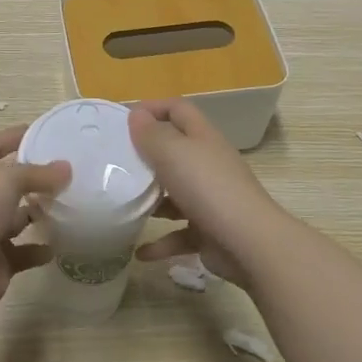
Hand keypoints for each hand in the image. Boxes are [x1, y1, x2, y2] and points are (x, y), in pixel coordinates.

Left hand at [0, 125, 69, 327]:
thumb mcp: (6, 180)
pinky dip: (39, 249)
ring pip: (17, 217)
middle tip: (68, 171)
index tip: (45, 130)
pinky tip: (59, 245)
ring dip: (39, 212)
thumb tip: (66, 168)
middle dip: (34, 176)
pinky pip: (23, 251)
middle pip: (8, 182)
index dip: (15, 136)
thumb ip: (37, 173)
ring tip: (70, 204)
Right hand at [129, 99, 285, 289]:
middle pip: (175, 153)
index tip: (122, 121)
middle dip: (146, 158)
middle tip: (113, 165)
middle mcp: (208, 165)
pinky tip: (140, 253)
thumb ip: (152, 134)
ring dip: (150, 202)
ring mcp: (210, 199)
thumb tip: (137, 115)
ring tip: (122, 206)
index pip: (178, 110)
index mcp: (202, 138)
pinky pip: (179, 234)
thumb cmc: (207, 188)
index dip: (153, 108)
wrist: (248, 243)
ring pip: (175, 194)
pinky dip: (160, 243)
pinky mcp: (209, 231)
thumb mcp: (173, 153)